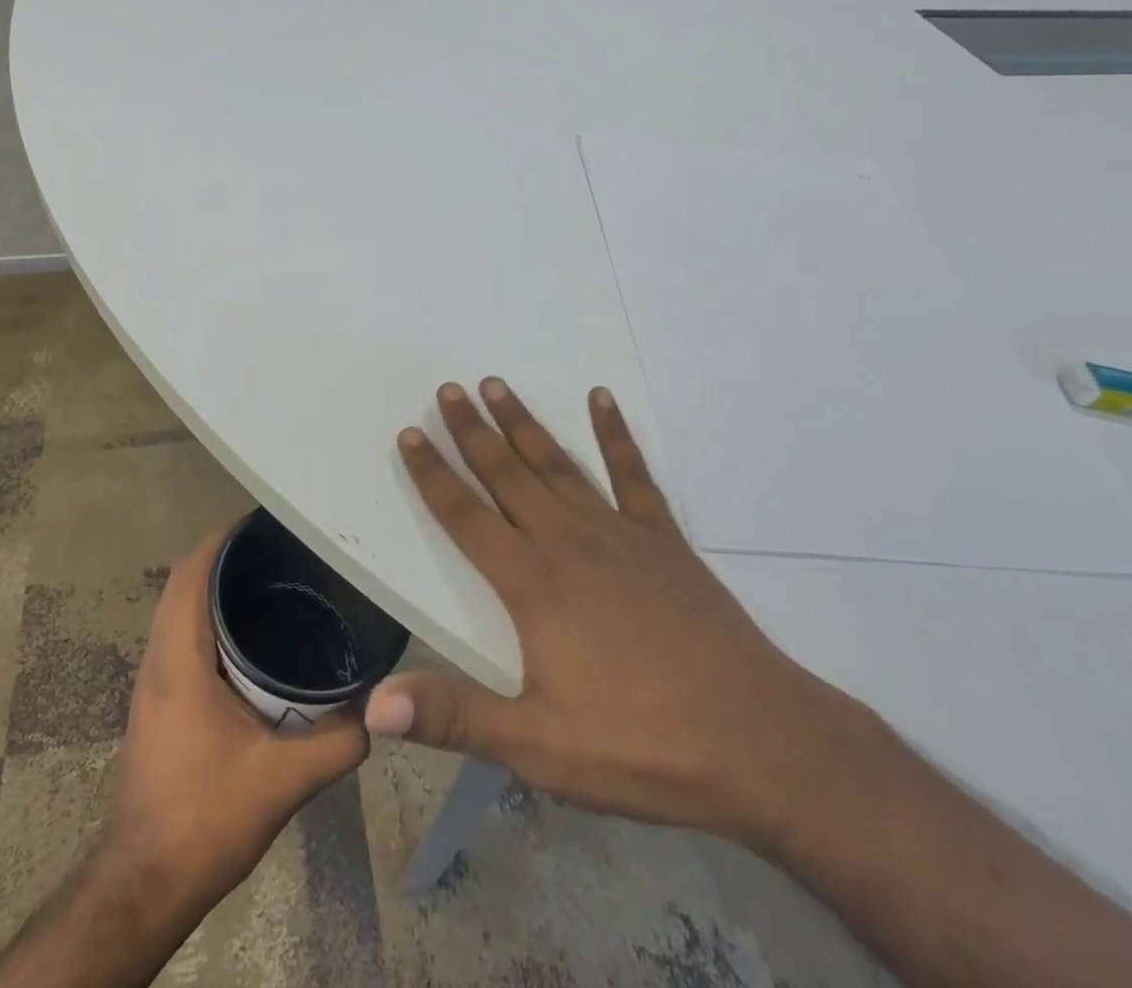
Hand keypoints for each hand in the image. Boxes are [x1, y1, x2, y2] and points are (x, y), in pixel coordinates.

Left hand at [108, 527, 368, 901]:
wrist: (143, 886)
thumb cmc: (203, 821)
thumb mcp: (282, 781)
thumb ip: (337, 742)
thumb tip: (379, 706)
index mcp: (178, 660)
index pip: (191, 573)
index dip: (223, 538)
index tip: (267, 521)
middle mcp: (158, 660)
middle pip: (185, 581)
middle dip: (228, 556)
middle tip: (283, 548)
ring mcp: (154, 682)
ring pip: (180, 609)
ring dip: (217, 587)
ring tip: (274, 580)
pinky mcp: (159, 702)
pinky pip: (182, 635)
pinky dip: (211, 618)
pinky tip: (254, 637)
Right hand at [365, 379, 866, 850]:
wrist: (757, 742)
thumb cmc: (640, 745)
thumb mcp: (538, 745)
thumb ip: (453, 716)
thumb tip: (374, 707)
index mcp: (531, 583)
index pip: (465, 515)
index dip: (433, 473)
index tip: (411, 432)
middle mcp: (567, 541)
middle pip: (507, 473)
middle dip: (472, 430)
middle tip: (449, 388)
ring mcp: (619, 533)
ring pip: (557, 464)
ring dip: (523, 423)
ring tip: (497, 385)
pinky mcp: (663, 539)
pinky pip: (632, 473)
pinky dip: (614, 433)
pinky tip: (601, 398)